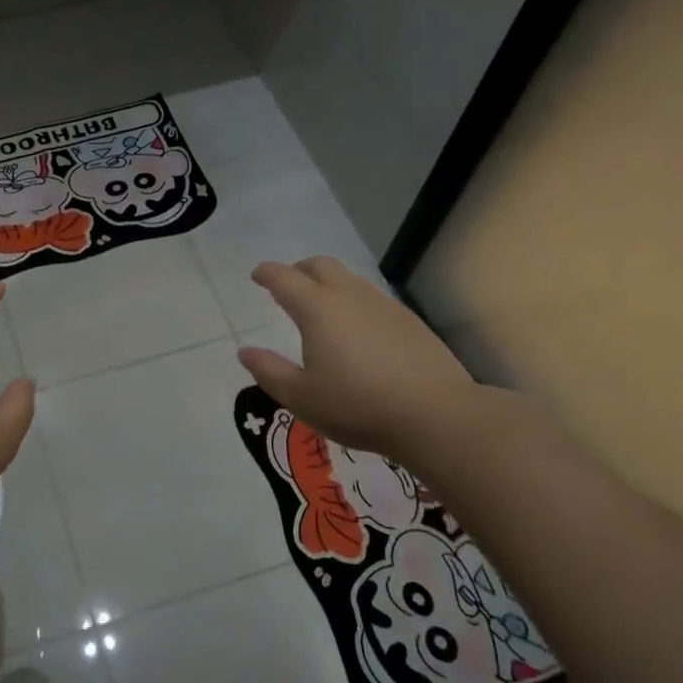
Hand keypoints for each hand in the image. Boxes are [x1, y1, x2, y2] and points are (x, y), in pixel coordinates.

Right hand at [237, 257, 481, 462]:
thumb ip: (269, 371)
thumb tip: (245, 352)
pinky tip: (358, 329)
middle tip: (288, 285)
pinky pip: (372, 298)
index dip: (267, 273)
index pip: (284, 279)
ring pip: (349, 280)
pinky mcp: (409, 321)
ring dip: (329, 283)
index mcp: (317, 309)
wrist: (436, 415)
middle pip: (320, 266)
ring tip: (322, 307)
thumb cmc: (358, 406)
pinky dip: (354, 301)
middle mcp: (349, 296)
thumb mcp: (301, 397)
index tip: (257, 275)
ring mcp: (383, 305)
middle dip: (299, 269)